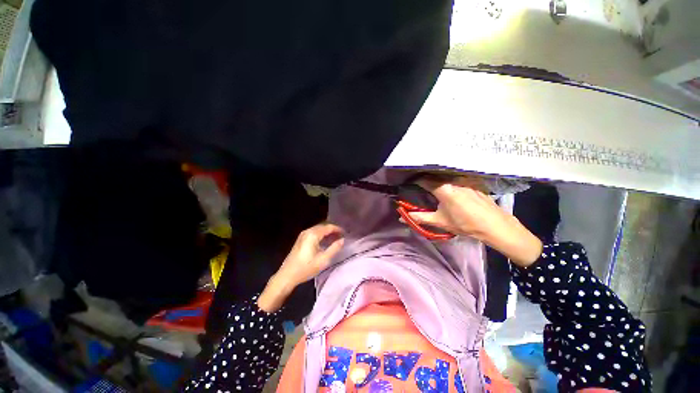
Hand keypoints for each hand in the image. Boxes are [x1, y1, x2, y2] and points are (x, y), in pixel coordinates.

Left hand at [257, 223, 344, 311]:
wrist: (287, 275)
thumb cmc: (306, 268)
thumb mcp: (323, 260)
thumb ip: (334, 248)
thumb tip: (343, 240)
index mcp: (313, 235)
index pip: (328, 227)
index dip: (338, 229)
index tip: (345, 233)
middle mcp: (307, 231)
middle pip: (323, 226)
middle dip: (333, 230)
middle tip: (341, 236)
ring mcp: (303, 235)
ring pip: (318, 229)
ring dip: (327, 232)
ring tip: (335, 238)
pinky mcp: (300, 239)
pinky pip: (314, 233)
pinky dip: (321, 235)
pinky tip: (325, 242)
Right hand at [408, 175, 541, 266]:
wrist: (495, 225)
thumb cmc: (465, 224)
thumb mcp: (440, 221)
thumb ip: (420, 218)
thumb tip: (402, 217)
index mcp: (443, 187)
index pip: (423, 179)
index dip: (414, 181)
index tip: (408, 185)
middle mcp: (453, 179)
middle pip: (434, 175)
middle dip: (425, 179)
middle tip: (419, 187)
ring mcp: (465, 178)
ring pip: (445, 175)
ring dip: (437, 179)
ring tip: (433, 187)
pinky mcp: (473, 181)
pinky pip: (456, 177)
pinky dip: (449, 180)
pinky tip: (450, 189)